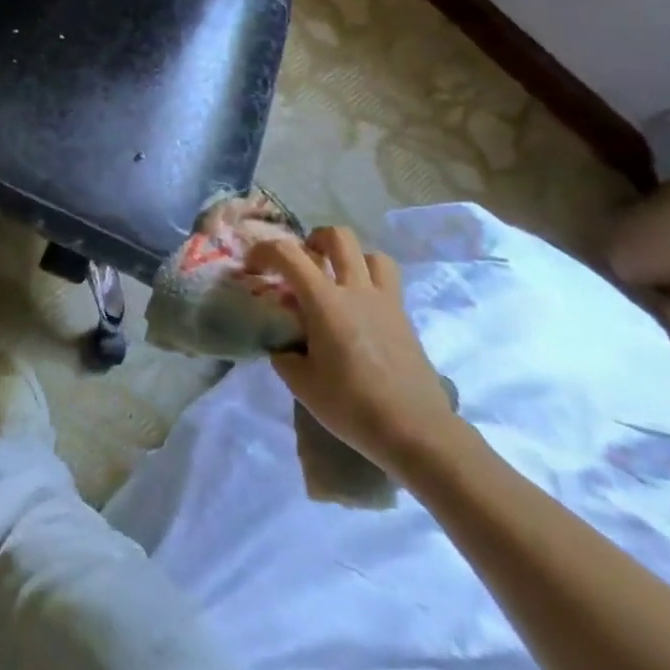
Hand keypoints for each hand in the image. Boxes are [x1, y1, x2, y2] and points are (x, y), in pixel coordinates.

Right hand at [246, 225, 460, 478]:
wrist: (417, 432)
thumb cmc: (353, 406)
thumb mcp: (301, 384)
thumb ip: (284, 353)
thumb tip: (282, 342)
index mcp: (325, 301)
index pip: (288, 253)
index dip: (263, 251)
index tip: (252, 267)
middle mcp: (357, 291)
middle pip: (338, 237)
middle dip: (314, 239)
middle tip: (302, 262)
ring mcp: (386, 302)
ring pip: (371, 254)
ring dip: (350, 258)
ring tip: (336, 279)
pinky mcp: (404, 319)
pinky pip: (387, 282)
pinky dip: (369, 282)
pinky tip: (359, 311)